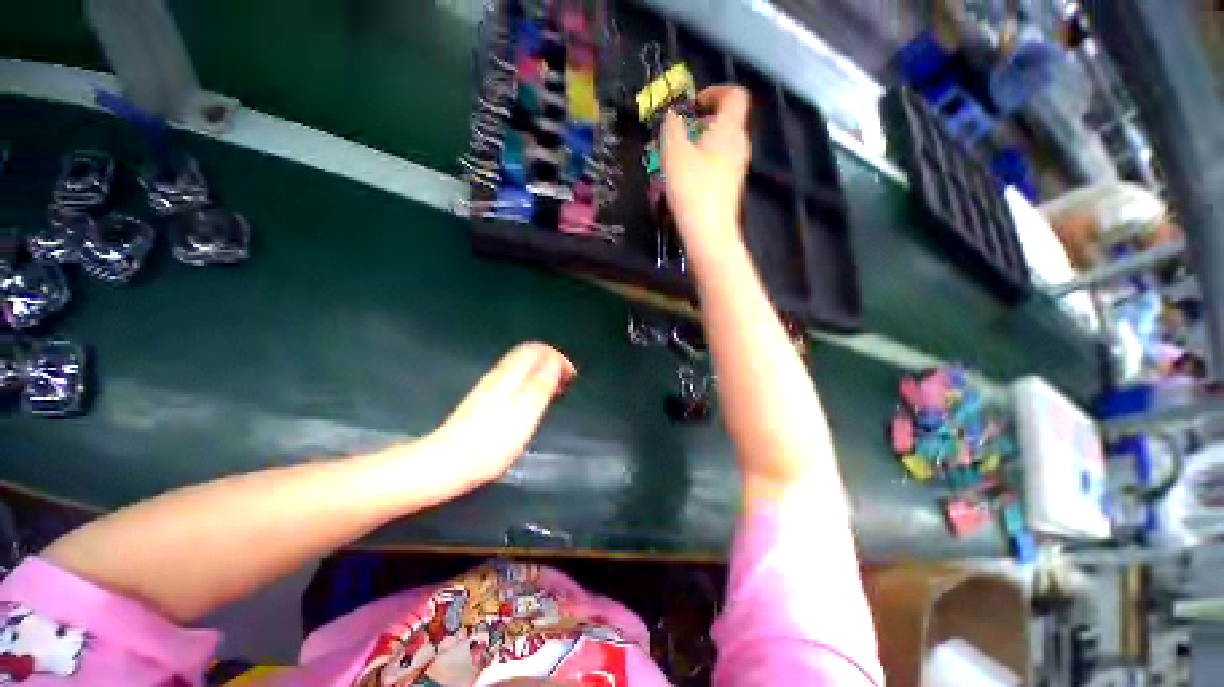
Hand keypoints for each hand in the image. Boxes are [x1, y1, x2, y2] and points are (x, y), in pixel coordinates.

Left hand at [429, 342, 575, 486]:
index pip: (536, 349)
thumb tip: (554, 361)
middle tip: (566, 383)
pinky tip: (534, 402)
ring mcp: (490, 388)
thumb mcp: (525, 411)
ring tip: (556, 391)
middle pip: (528, 355)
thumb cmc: (492, 441)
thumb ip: (541, 383)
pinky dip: (531, 384)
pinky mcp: (485, 402)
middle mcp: (499, 375)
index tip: (571, 377)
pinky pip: (515, 381)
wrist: (448, 464)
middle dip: (551, 363)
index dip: (557, 358)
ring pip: (522, 368)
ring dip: (542, 373)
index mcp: (510, 374)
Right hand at [661, 85, 751, 255]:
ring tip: (679, 156)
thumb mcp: (674, 152)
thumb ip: (672, 127)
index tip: (692, 106)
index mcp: (729, 129)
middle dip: (703, 119)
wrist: (709, 233)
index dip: (714, 91)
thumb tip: (673, 115)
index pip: (735, 95)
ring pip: (722, 143)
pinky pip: (719, 162)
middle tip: (680, 133)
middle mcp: (739, 145)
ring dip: (702, 142)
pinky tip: (686, 178)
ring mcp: (737, 168)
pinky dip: (704, 160)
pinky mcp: (730, 187)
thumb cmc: (692, 189)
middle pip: (728, 119)